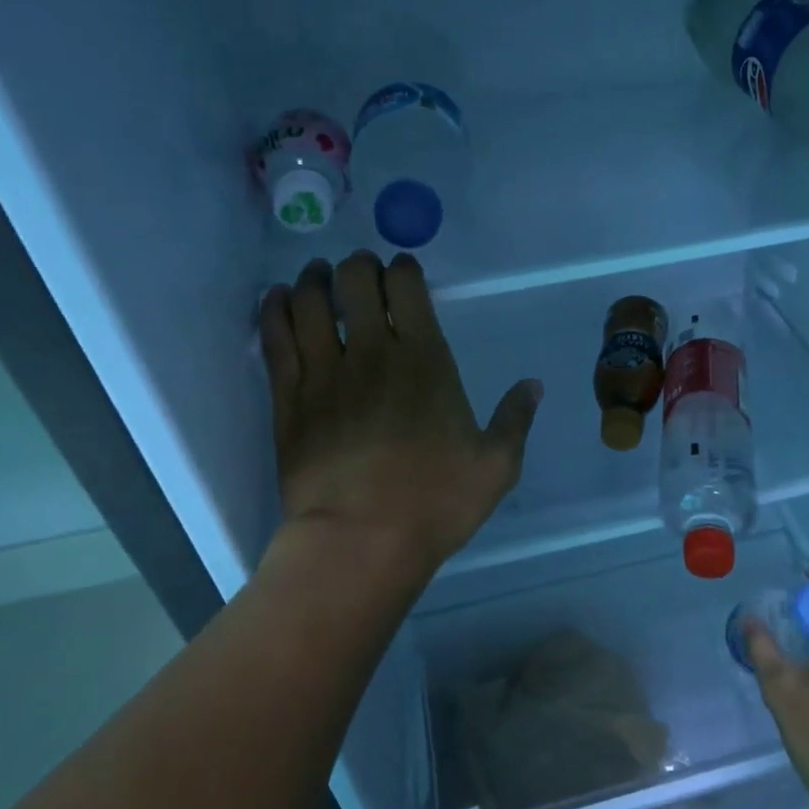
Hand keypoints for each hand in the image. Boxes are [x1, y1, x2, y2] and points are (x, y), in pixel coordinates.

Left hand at [256, 252, 540, 582]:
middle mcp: (371, 353)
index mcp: (424, 360)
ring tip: (317, 276)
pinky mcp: (288, 400)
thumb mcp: (496, 465)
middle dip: (358, 266)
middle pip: (354, 282)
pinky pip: (275, 339)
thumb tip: (533, 385)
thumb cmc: (435, 502)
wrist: (359, 542)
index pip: (406, 287)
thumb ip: (515, 419)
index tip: (403, 268)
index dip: (403, 267)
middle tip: (360, 270)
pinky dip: (274, 310)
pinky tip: (276, 298)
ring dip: (313, 280)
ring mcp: (323, 374)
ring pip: (309, 302)